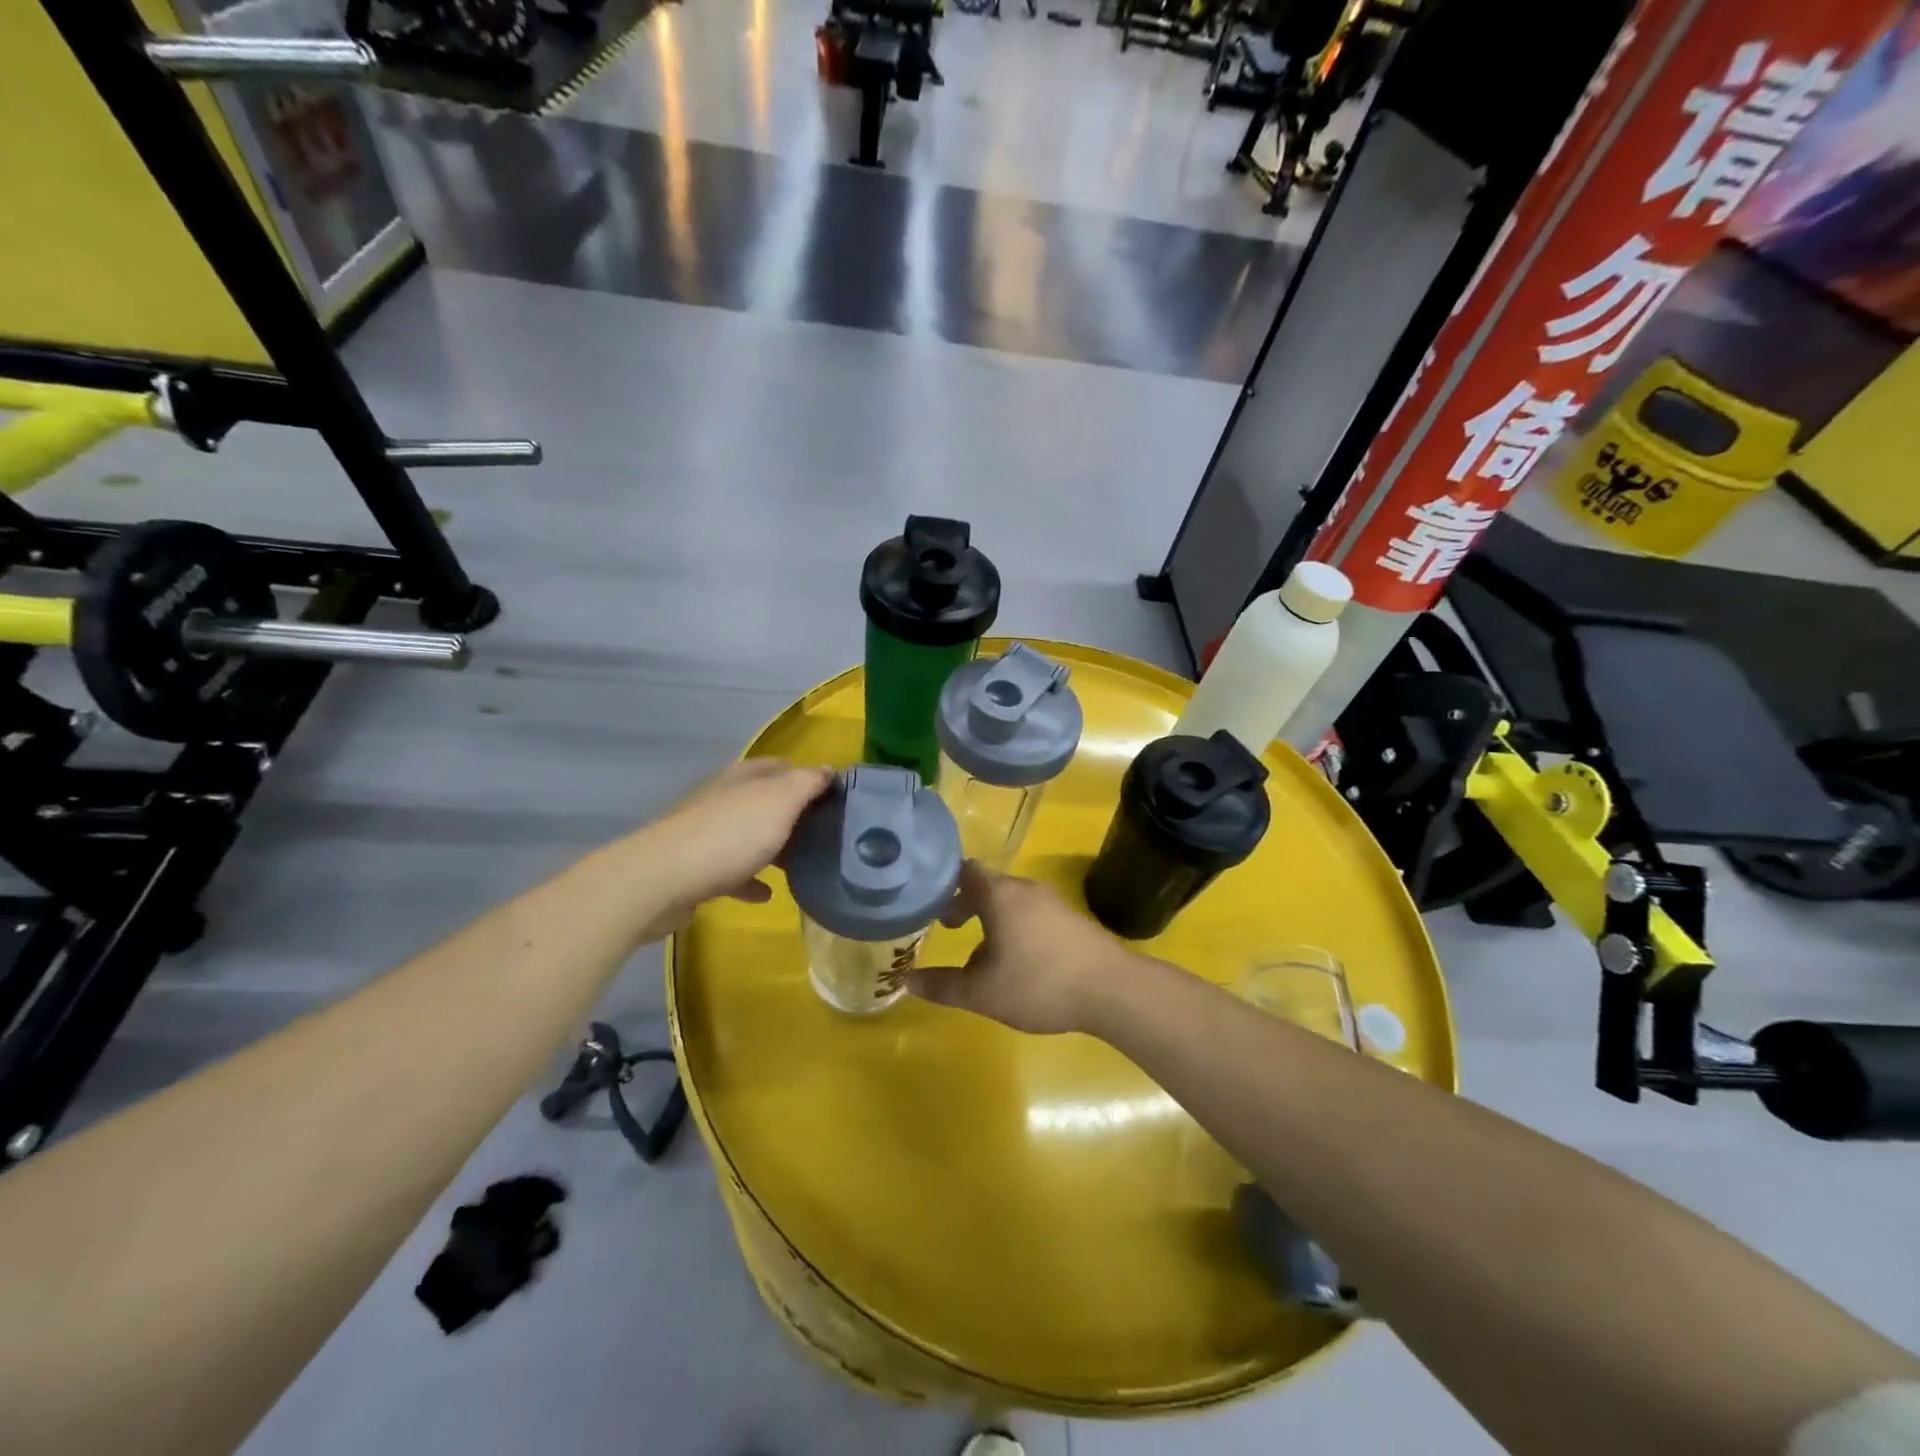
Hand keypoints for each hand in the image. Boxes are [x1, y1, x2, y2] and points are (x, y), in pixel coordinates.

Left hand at [634, 758, 832, 938]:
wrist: (663, 881)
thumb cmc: (729, 835)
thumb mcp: (779, 802)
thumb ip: (806, 784)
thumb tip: (828, 770)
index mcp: (741, 777)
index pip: (779, 766)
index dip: (806, 776)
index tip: (833, 796)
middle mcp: (721, 799)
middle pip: (763, 801)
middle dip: (791, 814)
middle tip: (824, 832)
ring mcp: (705, 833)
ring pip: (747, 835)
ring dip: (771, 846)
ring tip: (801, 862)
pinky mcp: (694, 868)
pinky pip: (731, 871)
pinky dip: (750, 879)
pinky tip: (767, 894)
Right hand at [906, 861, 1129, 1033]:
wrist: (1112, 990)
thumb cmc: (1039, 984)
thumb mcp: (982, 992)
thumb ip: (942, 985)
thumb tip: (908, 980)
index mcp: (1000, 894)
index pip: (965, 870)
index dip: (944, 884)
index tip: (928, 903)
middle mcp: (1026, 889)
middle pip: (988, 886)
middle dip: (966, 905)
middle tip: (947, 927)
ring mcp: (1053, 902)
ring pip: (1012, 902)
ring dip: (991, 920)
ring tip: (980, 955)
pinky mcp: (1072, 919)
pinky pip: (1033, 914)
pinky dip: (1016, 928)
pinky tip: (1017, 963)